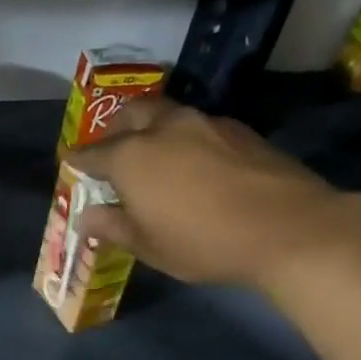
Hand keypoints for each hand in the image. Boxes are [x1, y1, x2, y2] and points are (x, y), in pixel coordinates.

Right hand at [66, 97, 360, 289]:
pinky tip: (194, 162)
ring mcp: (205, 124)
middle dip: (115, 128)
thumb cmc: (204, 242)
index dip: (77, 160)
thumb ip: (113, 226)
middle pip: (130, 114)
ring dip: (152, 128)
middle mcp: (164, 129)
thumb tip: (86, 217)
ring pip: (167, 114)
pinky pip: (199, 125)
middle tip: (112, 148)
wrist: (291, 228)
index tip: (69, 162)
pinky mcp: (239, 130)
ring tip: (154, 153)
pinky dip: (185, 137)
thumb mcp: (149, 245)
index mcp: (132, 157)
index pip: (92, 153)